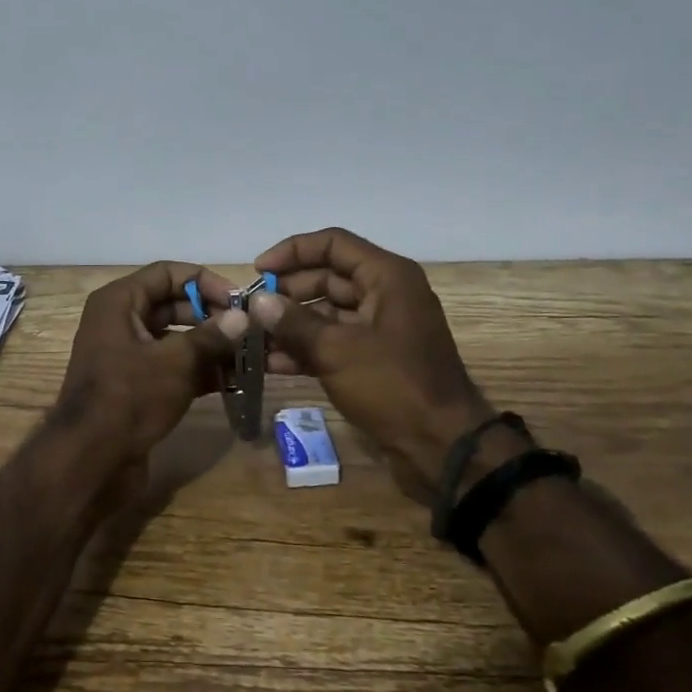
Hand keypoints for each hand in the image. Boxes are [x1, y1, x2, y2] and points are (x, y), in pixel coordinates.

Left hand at [50, 261, 245, 466]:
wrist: (89, 461)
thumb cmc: (129, 397)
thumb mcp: (175, 362)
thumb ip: (211, 336)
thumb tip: (243, 316)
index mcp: (119, 302)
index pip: (168, 273)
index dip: (205, 282)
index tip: (240, 301)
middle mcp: (120, 322)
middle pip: (173, 305)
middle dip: (212, 316)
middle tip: (250, 331)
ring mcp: (126, 356)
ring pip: (175, 339)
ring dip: (210, 346)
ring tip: (250, 356)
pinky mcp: (135, 386)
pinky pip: (171, 367)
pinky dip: (199, 371)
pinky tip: (234, 382)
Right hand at [252, 228, 497, 504]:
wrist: (442, 446)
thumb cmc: (393, 386)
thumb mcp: (337, 351)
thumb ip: (293, 323)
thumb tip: (257, 301)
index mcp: (387, 277)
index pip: (333, 244)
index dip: (292, 251)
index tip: (258, 271)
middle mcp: (386, 294)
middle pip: (327, 277)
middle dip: (287, 292)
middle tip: (250, 309)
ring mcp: (380, 328)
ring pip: (327, 312)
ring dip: (291, 323)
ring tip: (253, 337)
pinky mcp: (374, 358)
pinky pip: (334, 341)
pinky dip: (305, 348)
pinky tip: (272, 363)